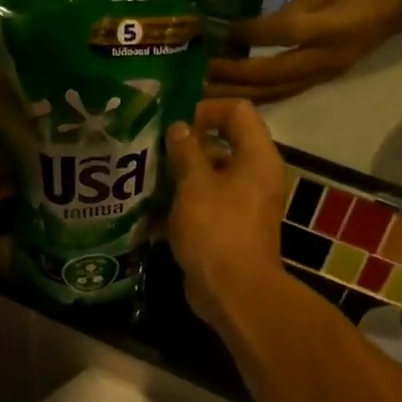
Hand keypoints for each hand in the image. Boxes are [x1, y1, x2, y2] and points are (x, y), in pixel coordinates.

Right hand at [165, 100, 288, 327]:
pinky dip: (181, 206)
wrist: (234, 292)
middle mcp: (255, 175)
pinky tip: (148, 213)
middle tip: (152, 149)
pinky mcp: (228, 228)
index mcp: (256, 157)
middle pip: (222, 143)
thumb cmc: (217, 230)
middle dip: (185, 145)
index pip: (237, 111)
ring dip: (179, 177)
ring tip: (144, 179)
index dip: (205, 109)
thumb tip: (179, 127)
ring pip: (209, 177)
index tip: (173, 123)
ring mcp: (243, 204)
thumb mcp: (195, 185)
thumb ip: (186, 151)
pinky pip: (204, 205)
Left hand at [207, 0, 401, 101]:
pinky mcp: (323, 81)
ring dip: (242, 93)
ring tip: (211, 92)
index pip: (283, 32)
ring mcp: (324, 73)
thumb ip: (289, 9)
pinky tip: (236, 97)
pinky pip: (286, 94)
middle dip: (236, 75)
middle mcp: (325, 56)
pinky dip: (259, 97)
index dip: (251, 33)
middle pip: (273, 72)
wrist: (399, 6)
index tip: (224, 31)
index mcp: (329, 25)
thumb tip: (252, 29)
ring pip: (277, 91)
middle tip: (204, 73)